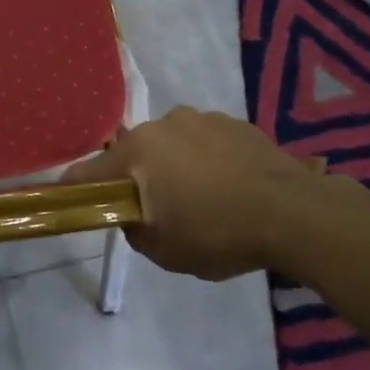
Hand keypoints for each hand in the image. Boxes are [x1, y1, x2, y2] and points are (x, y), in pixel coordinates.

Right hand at [61, 107, 365, 280]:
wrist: (296, 214)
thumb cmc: (218, 233)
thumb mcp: (162, 250)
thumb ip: (133, 228)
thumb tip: (133, 214)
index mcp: (137, 152)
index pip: (87, 171)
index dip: (75, 189)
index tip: (73, 202)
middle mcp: (163, 124)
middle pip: (133, 154)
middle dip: (137, 179)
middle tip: (157, 210)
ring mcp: (202, 119)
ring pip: (171, 145)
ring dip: (174, 166)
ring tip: (203, 198)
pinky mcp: (236, 122)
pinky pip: (205, 142)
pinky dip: (206, 161)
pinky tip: (229, 187)